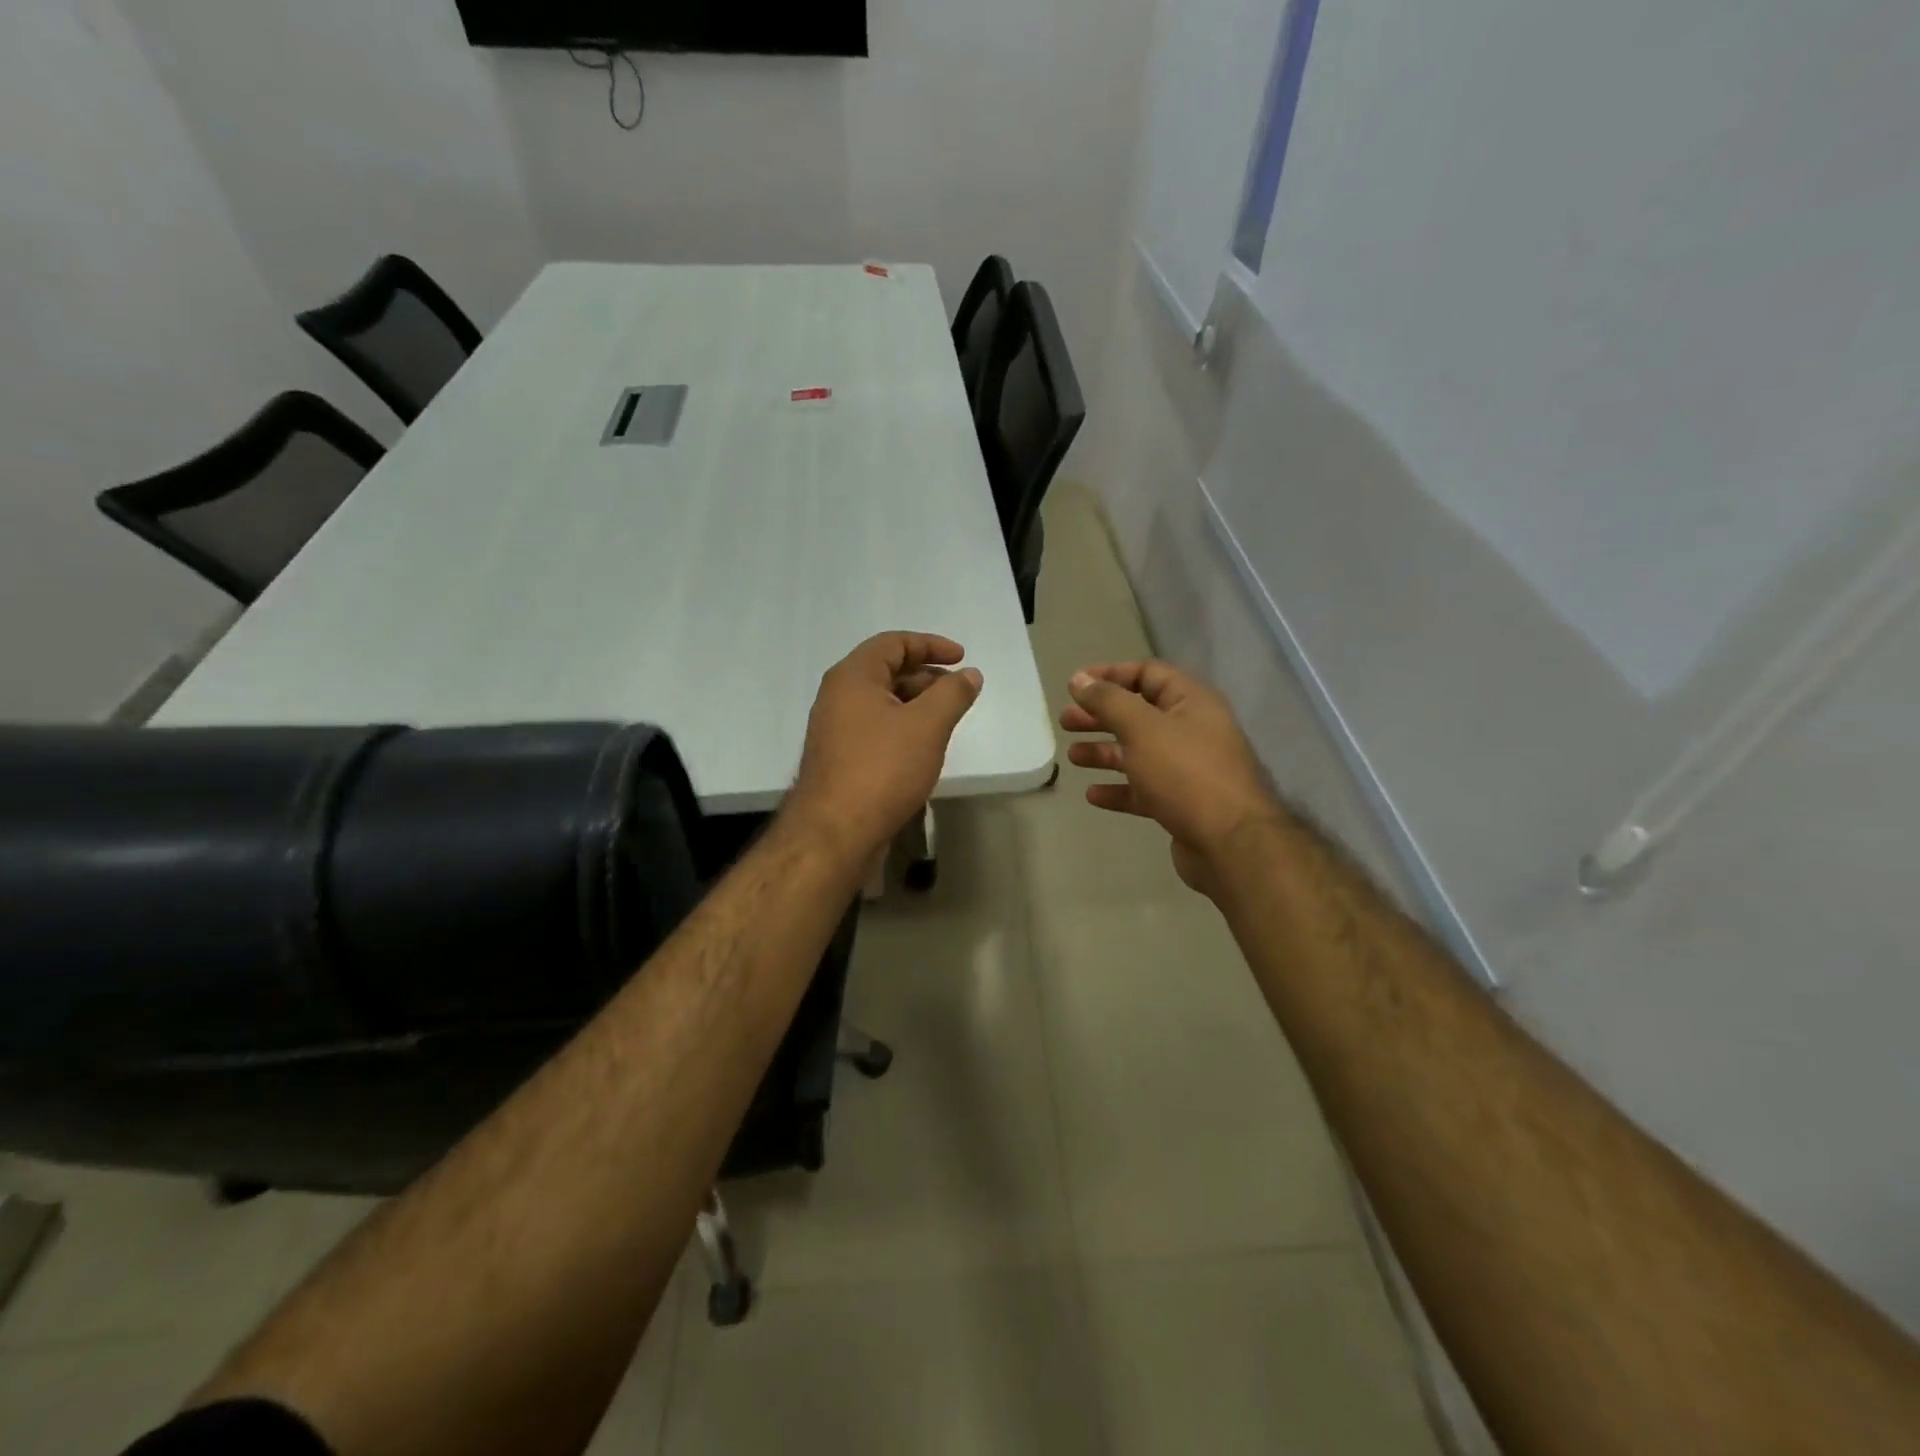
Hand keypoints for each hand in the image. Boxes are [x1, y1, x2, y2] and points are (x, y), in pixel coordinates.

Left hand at [787, 632, 983, 860]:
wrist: (835, 832)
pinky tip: (922, 747)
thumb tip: (969, 674)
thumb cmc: (882, 768)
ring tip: (947, 720)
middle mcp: (838, 696)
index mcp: (853, 677)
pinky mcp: (840, 758)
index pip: (893, 643)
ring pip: (882, 702)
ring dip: (916, 704)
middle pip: (887, 671)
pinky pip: (876, 728)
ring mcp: (836, 729)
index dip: (931, 645)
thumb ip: (952, 694)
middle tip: (959, 692)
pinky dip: (902, 727)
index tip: (962, 658)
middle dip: (927, 676)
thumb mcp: (927, 725)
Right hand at [1061, 661, 1282, 895]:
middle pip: (1138, 714)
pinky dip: (1118, 788)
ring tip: (1072, 757)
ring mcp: (1188, 769)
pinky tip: (1093, 795)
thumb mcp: (1142, 728)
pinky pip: (1143, 788)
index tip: (1075, 685)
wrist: (1229, 842)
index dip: (1110, 675)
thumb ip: (1108, 701)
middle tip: (1065, 722)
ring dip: (1104, 752)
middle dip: (1100, 716)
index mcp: (1191, 702)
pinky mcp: (1181, 803)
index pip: (1148, 673)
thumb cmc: (1185, 773)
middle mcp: (1192, 730)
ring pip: (1138, 752)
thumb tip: (1078, 679)